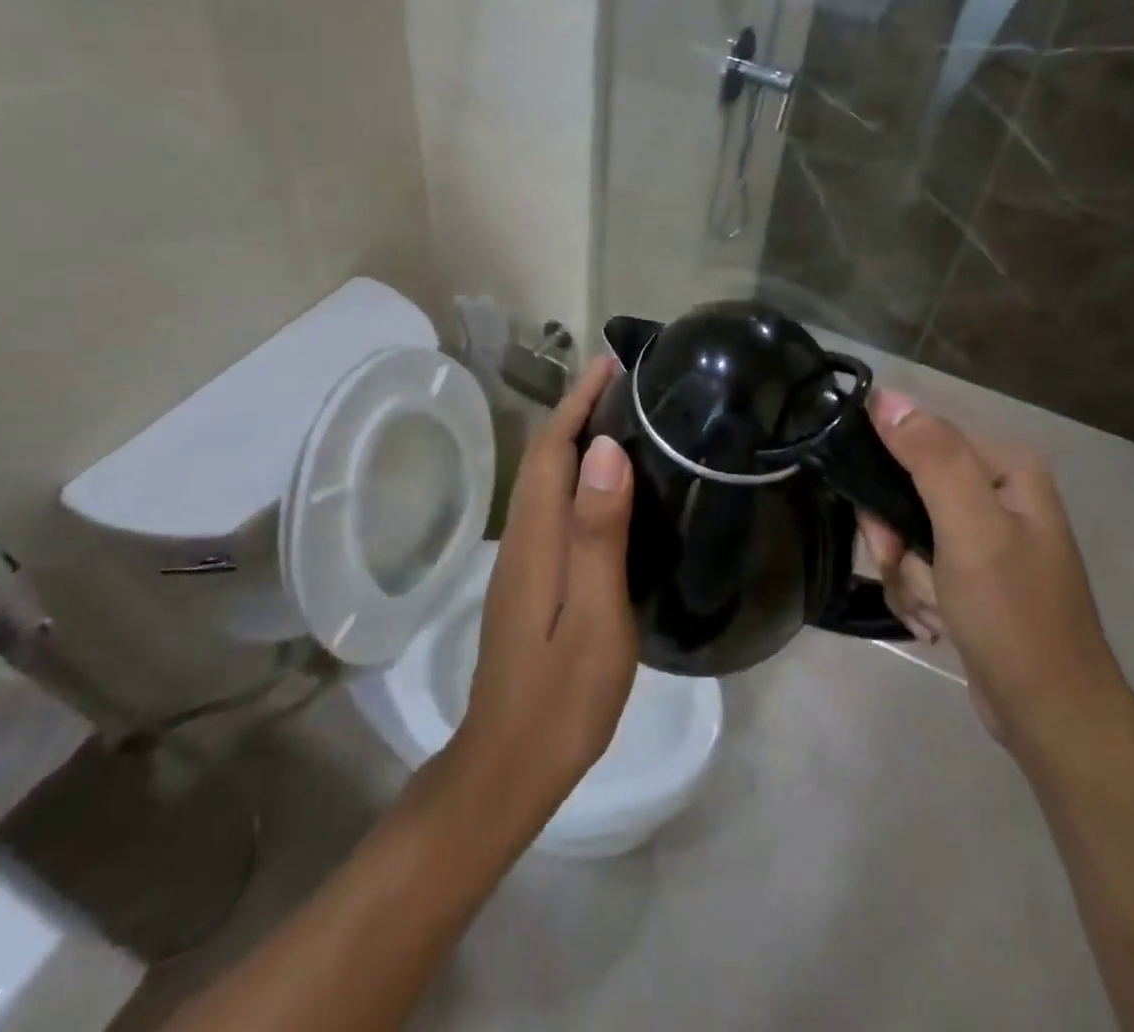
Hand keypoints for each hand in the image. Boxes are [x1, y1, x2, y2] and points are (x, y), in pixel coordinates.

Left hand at [447, 356, 638, 834]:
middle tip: (625, 384)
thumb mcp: (593, 616)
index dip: (577, 403)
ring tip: (622, 420)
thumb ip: (598, 533)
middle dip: (577, 411)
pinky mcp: (529, 582)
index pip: (552, 450)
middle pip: (544, 458)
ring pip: (545, 481)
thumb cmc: (561, 698)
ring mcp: (521, 563)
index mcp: (537, 539)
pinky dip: (576, 477)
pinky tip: (606, 487)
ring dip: (576, 441)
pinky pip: (552, 507)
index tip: (610, 366)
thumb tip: (605, 451)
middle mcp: (522, 539)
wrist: (507, 768)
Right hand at [857, 390, 1121, 753]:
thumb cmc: (1013, 615)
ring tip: (933, 610)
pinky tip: (937, 623)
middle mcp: (996, 492)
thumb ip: (932, 458)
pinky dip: (917, 594)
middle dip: (897, 541)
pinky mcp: (971, 573)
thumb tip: (885, 397)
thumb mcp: (971, 529)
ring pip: (905, 532)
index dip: (887, 482)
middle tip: (908, 572)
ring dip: (906, 575)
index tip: (883, 531)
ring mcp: (984, 536)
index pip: (918, 441)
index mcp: (1004, 468)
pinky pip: (918, 565)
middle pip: (907, 490)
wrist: (1049, 714)